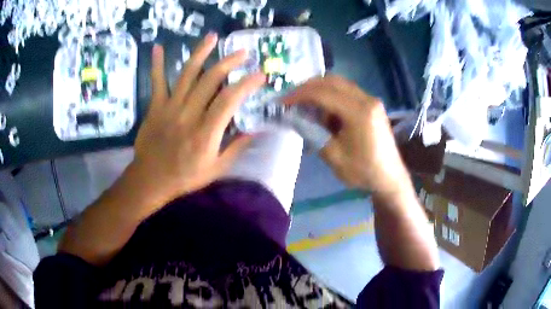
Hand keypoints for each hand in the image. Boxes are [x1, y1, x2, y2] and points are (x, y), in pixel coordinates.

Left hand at [133, 33, 264, 202]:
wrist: (151, 179)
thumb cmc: (185, 177)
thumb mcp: (217, 169)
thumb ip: (237, 148)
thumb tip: (256, 129)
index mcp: (206, 132)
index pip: (229, 100)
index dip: (246, 84)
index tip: (260, 75)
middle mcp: (189, 114)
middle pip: (210, 80)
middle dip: (229, 62)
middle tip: (243, 52)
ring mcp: (170, 107)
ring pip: (187, 74)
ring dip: (201, 53)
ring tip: (213, 37)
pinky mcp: (155, 106)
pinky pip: (157, 82)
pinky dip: (157, 64)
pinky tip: (158, 47)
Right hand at [284, 75, 409, 195]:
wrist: (389, 177)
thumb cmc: (363, 171)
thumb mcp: (334, 156)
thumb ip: (313, 132)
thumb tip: (295, 116)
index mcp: (359, 112)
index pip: (323, 93)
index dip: (299, 95)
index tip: (282, 102)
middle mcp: (366, 99)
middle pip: (331, 81)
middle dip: (308, 87)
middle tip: (292, 99)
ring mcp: (371, 100)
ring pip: (339, 84)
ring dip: (320, 91)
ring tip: (306, 107)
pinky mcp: (371, 105)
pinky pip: (347, 92)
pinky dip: (331, 97)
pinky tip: (325, 112)